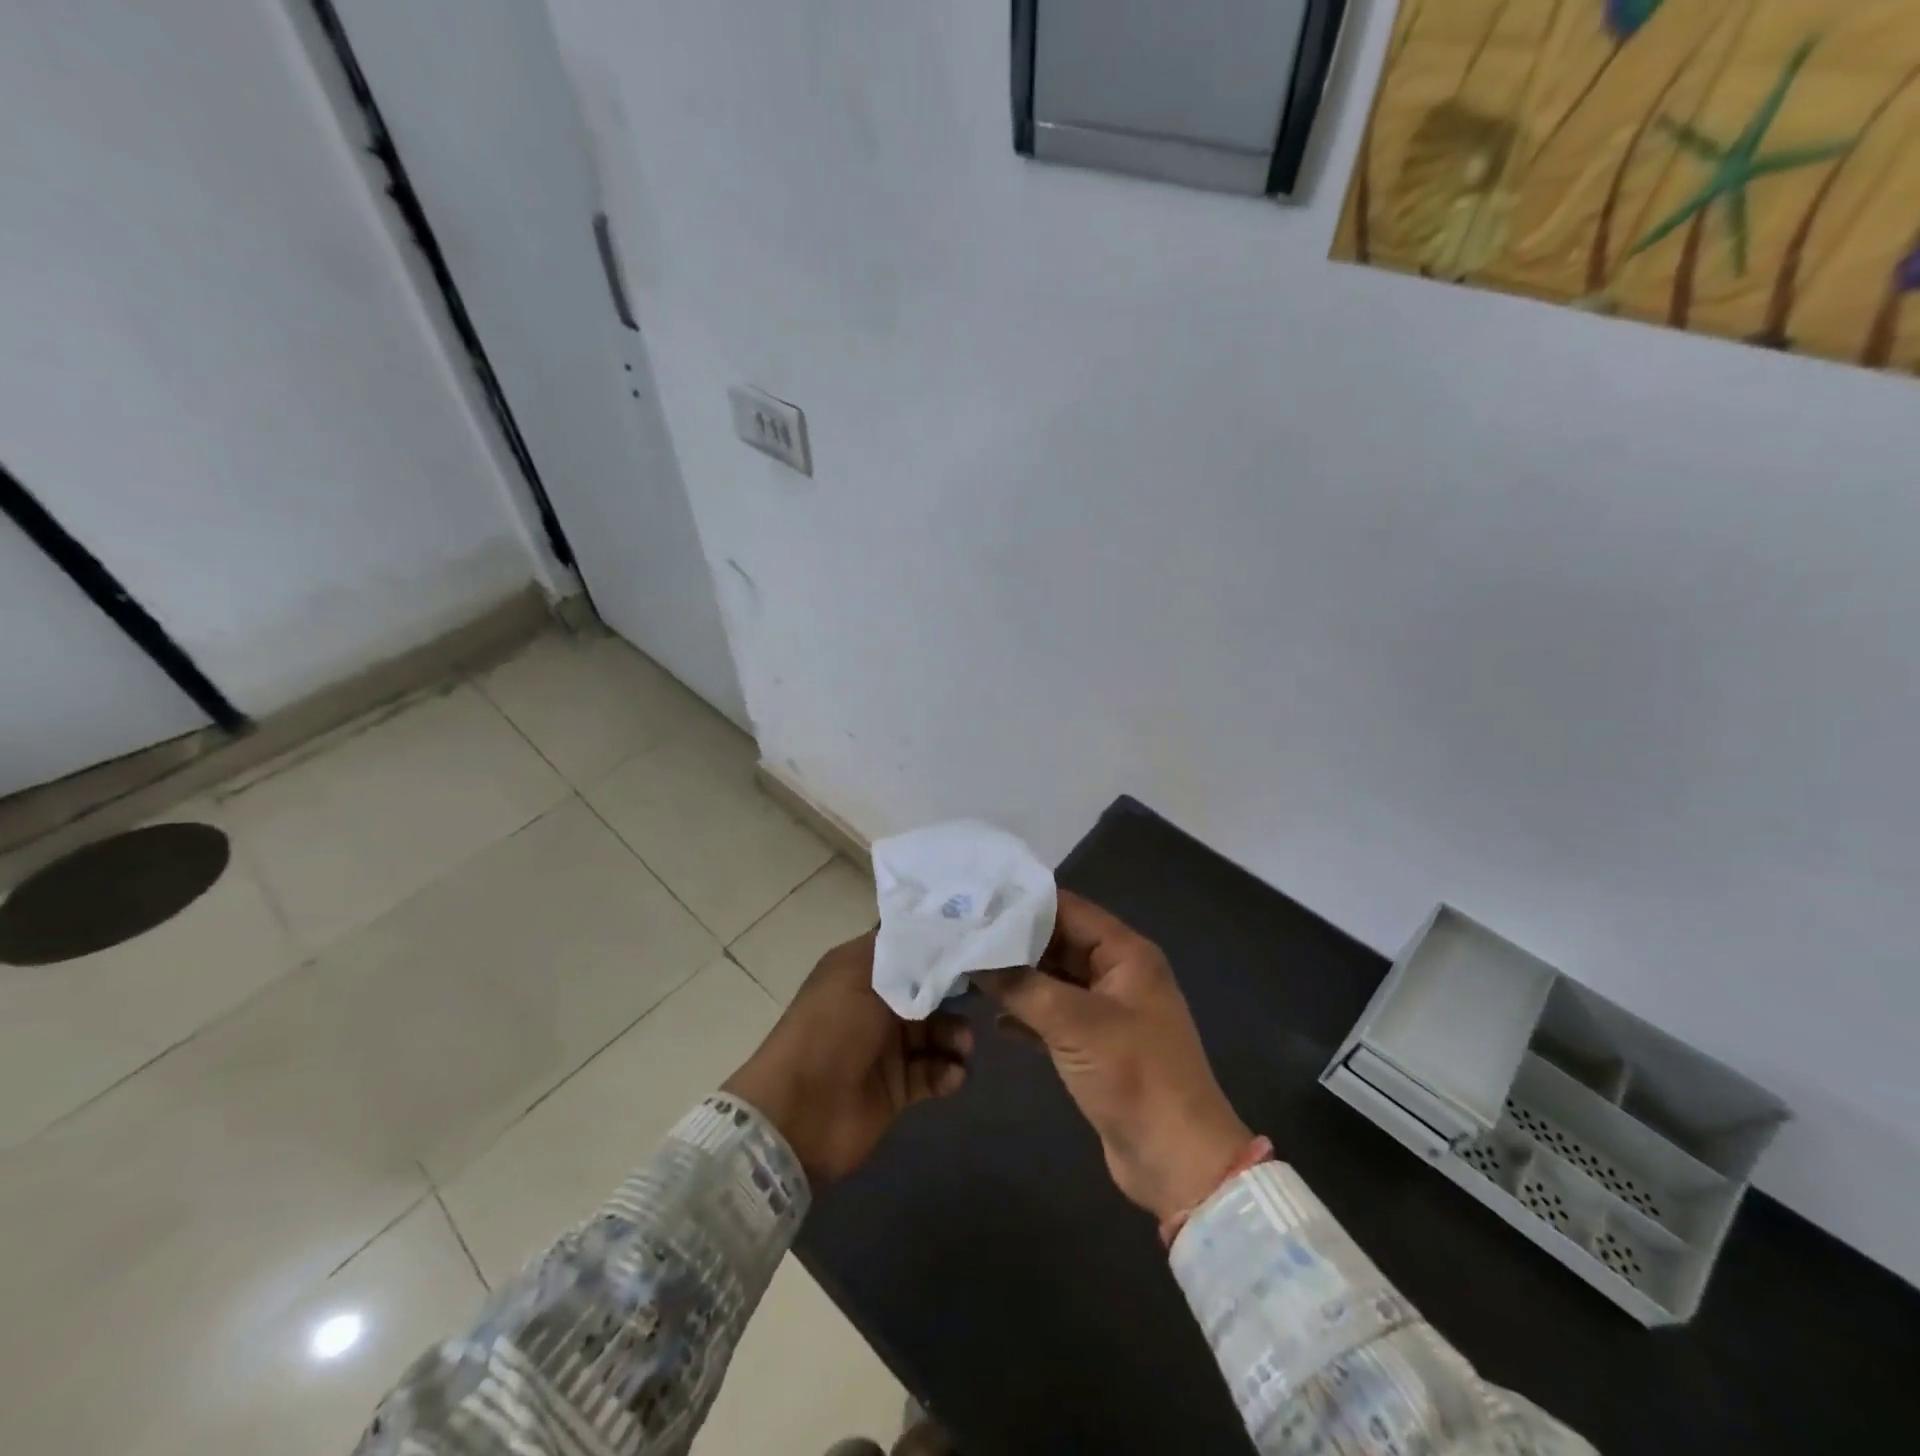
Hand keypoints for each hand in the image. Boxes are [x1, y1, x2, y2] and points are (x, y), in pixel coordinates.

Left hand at [723, 930, 972, 1187]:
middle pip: (928, 990)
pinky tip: (952, 1074)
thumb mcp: (862, 975)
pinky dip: (946, 1072)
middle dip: (954, 995)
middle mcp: (874, 1002)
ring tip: (963, 1046)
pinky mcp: (897, 1086)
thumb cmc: (831, 1029)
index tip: (975, 944)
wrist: (800, 1113)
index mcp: (860, 969)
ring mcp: (886, 1046)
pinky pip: (932, 1072)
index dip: (938, 945)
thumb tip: (941, 934)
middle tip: (981, 1000)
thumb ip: (906, 956)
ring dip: (954, 1036)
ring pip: (935, 1031)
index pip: (907, 948)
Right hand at [982, 891, 1250, 1222]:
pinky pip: (1054, 1016)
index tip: (976, 899)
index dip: (1023, 902)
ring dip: (1016, 979)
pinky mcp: (1095, 1045)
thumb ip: (1022, 986)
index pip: (1067, 909)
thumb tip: (974, 960)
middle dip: (1013, 941)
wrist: (1176, 1160)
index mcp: (1125, 953)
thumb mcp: (1074, 1024)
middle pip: (1057, 942)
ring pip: (1053, 979)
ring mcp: (1106, 1010)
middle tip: (962, 935)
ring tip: (967, 970)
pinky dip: (1026, 1014)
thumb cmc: (1133, 1076)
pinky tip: (992, 1019)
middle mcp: (1117, 973)